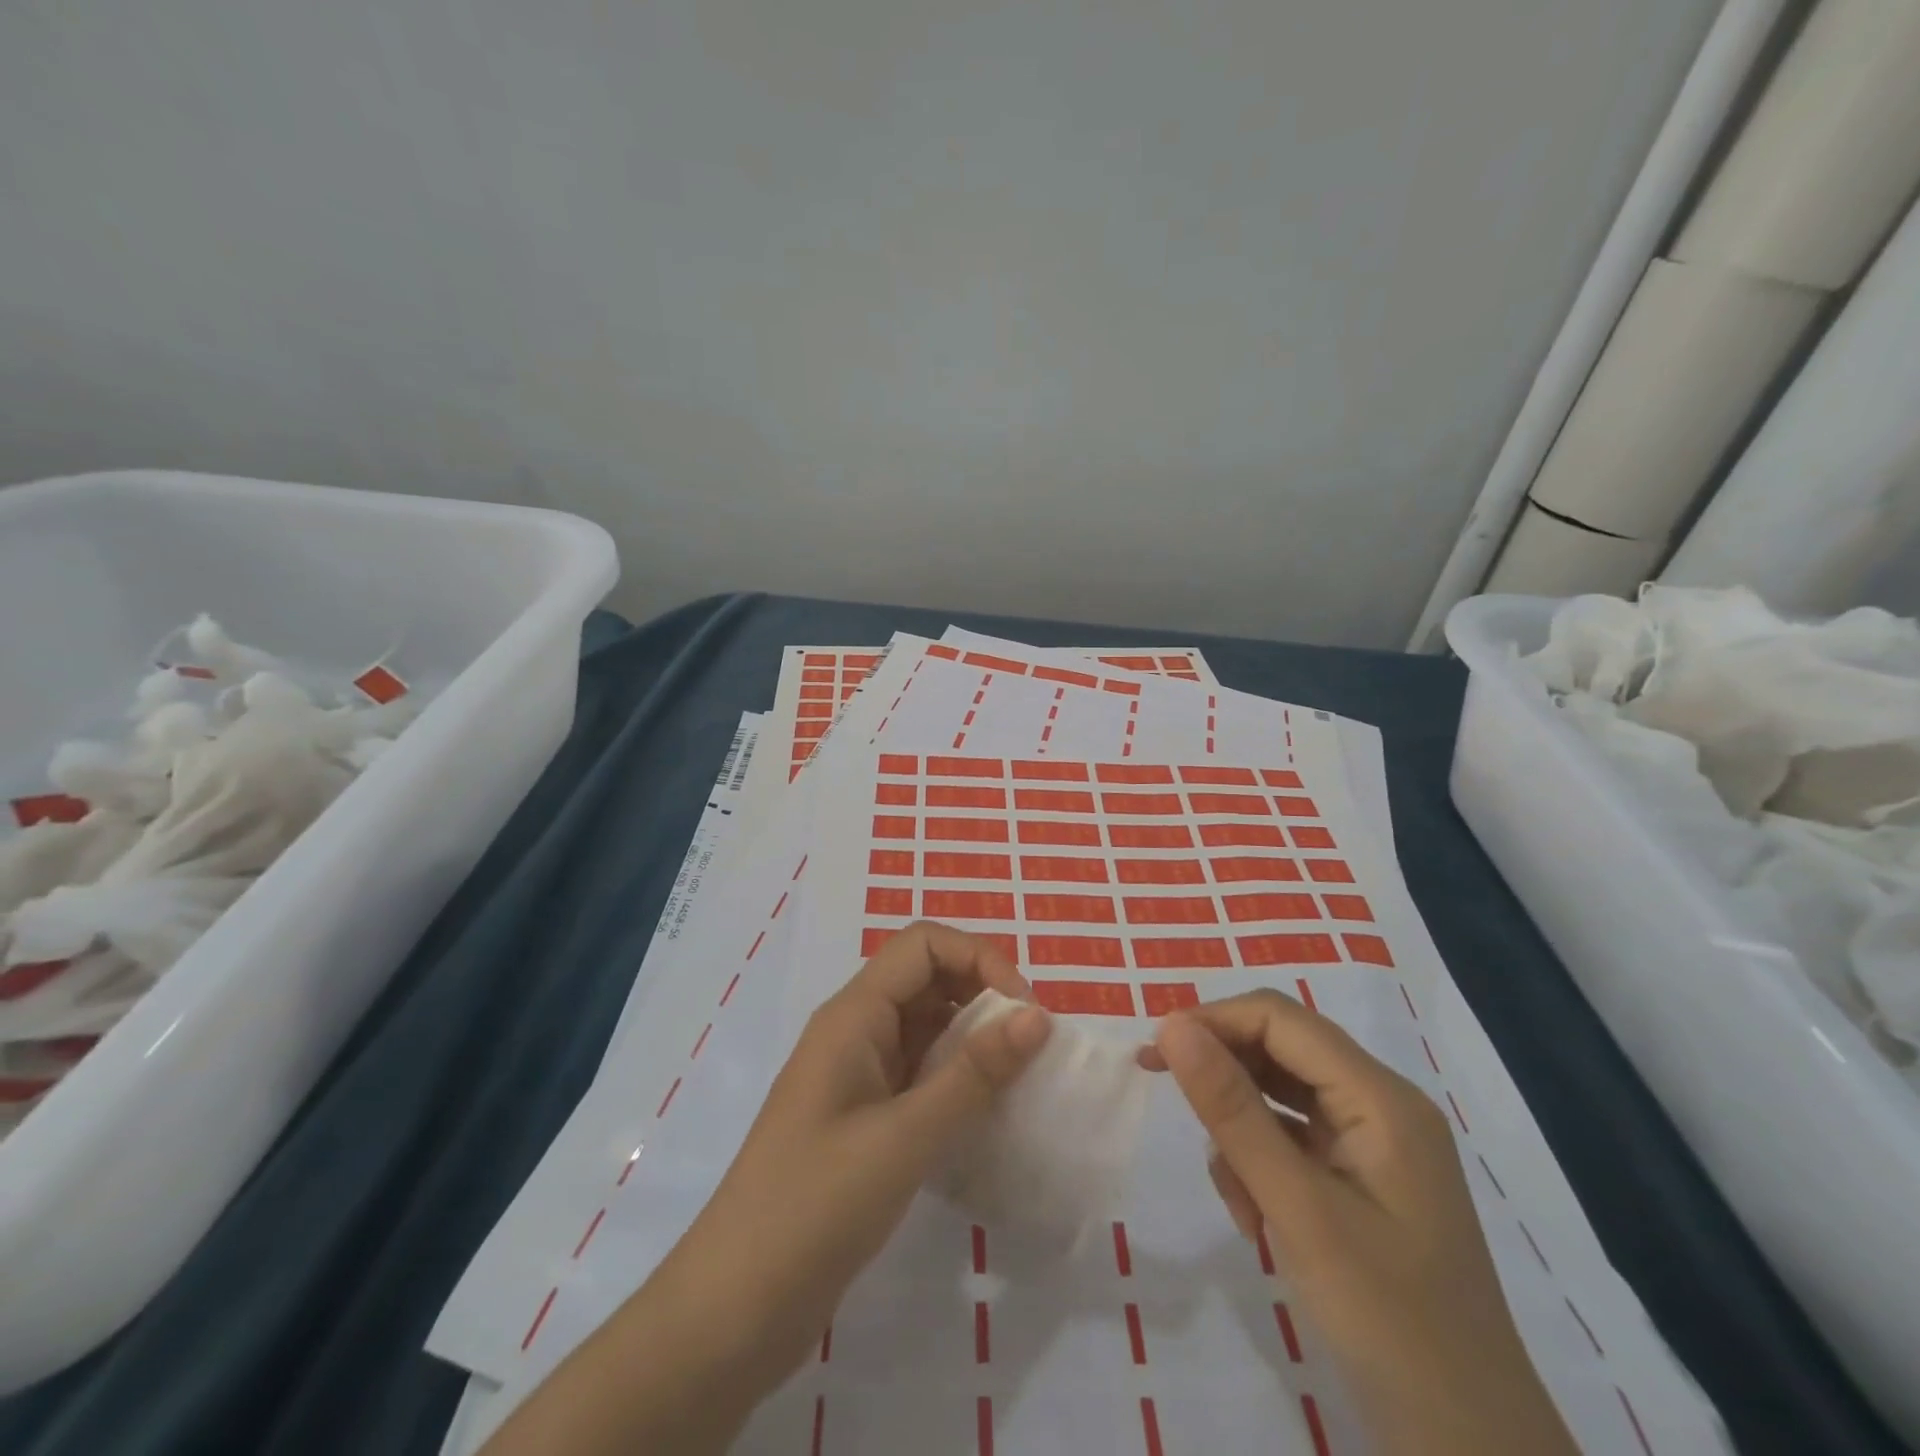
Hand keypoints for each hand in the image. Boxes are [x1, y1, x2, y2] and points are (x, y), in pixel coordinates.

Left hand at [481, 922, 1050, 1455]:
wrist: (734, 1308)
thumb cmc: (815, 1206)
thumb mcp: (904, 1138)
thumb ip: (973, 1074)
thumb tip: (1038, 1016)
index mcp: (853, 1014)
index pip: (924, 945)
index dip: (979, 959)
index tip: (1025, 1012)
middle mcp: (855, 1030)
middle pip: (926, 979)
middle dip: (982, 995)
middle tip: (1030, 1046)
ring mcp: (856, 1075)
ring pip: (926, 1027)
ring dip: (973, 1039)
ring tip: (1019, 1079)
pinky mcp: (862, 1117)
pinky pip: (919, 1073)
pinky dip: (956, 1079)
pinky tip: (987, 1114)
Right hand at [1143, 990, 1576, 1455]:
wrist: (1472, 1448)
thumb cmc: (1389, 1323)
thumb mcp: (1298, 1209)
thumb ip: (1233, 1111)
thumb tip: (1172, 1025)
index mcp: (1380, 1097)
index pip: (1280, 1019)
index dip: (1213, 1021)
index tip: (1155, 1055)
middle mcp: (1380, 1105)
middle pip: (1280, 1051)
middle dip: (1223, 1074)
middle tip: (1165, 1095)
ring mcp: (1373, 1145)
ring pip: (1280, 1097)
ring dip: (1241, 1133)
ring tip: (1239, 1202)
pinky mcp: (1361, 1181)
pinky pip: (1292, 1141)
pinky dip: (1261, 1165)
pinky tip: (1258, 1221)